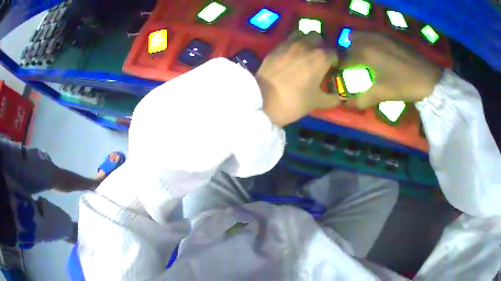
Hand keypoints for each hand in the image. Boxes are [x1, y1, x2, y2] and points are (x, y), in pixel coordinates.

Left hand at [257, 32, 339, 126]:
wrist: (264, 100)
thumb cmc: (295, 101)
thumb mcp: (317, 102)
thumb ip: (332, 99)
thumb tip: (340, 98)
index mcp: (321, 57)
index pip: (334, 53)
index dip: (334, 61)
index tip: (332, 69)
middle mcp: (306, 45)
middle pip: (318, 37)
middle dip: (321, 45)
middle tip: (318, 58)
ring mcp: (289, 44)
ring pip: (302, 33)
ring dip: (306, 40)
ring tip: (305, 52)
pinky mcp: (275, 47)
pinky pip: (288, 39)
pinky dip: (293, 43)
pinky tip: (291, 55)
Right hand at [340, 32, 442, 108]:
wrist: (428, 78)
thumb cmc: (403, 86)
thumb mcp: (381, 94)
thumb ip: (362, 100)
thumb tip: (348, 105)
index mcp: (364, 54)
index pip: (343, 61)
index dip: (340, 71)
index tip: (343, 79)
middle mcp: (367, 40)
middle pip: (347, 46)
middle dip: (347, 57)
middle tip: (353, 69)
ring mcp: (378, 35)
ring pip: (357, 37)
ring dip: (355, 47)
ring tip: (363, 60)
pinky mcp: (388, 36)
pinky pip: (370, 36)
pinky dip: (367, 43)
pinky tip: (377, 55)